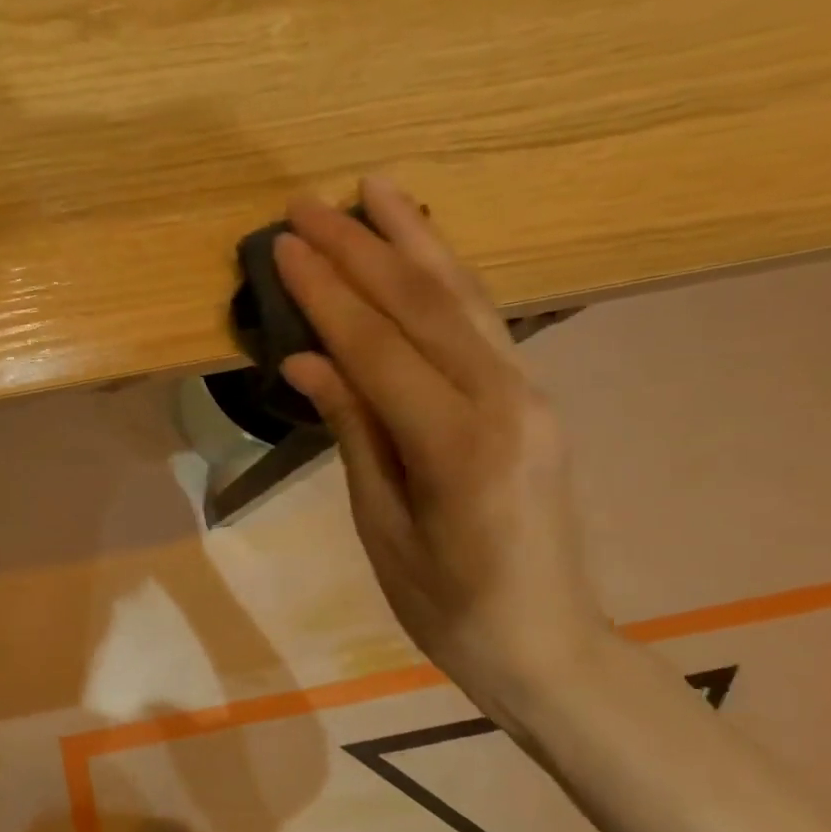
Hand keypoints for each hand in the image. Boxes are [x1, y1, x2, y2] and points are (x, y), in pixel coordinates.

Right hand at [274, 175, 605, 704]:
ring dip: (415, 241)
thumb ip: (354, 432)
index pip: (380, 349)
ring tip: (376, 189)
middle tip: (309, 203)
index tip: (285, 245)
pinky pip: (484, 327)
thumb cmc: (446, 605)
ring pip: (466, 302)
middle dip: (363, 248)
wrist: (545, 642)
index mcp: (458, 446)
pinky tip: (423, 251)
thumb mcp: (382, 526)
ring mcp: (529, 395)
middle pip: (425, 307)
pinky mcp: (532, 400)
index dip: (328, 295)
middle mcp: (505, 402)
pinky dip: (448, 280)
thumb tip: (308, 359)